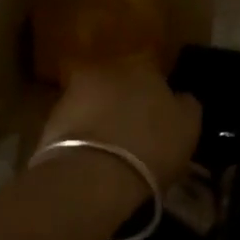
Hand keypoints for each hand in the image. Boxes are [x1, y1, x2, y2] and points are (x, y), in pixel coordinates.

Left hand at [39, 59, 200, 189]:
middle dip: (127, 100)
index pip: (154, 71)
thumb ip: (186, 104)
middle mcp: (106, 69)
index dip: (158, 94)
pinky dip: (85, 134)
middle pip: (121, 82)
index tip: (161, 115)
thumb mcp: (188, 126)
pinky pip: (77, 123)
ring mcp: (74, 91)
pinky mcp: (51, 118)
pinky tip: (94, 156)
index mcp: (143, 65)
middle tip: (136, 129)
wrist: (92, 175)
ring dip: (103, 116)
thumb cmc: (151, 146)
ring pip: (96, 101)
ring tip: (113, 146)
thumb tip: (180, 97)